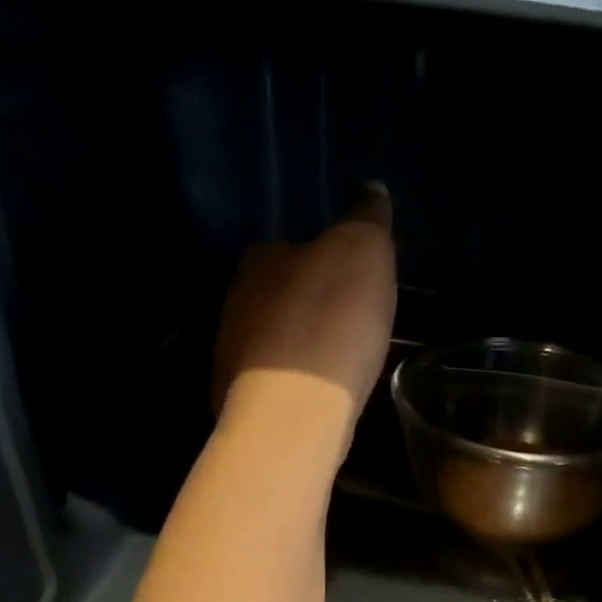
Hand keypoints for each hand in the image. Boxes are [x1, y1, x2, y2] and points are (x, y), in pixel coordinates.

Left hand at [212, 185, 397, 420]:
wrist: (295, 413)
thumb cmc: (332, 323)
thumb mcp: (364, 253)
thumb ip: (367, 218)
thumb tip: (370, 189)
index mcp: (262, 258)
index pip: (296, 248)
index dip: (329, 265)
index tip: (356, 286)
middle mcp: (237, 301)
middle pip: (282, 298)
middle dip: (313, 310)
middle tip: (352, 329)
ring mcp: (232, 356)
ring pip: (275, 344)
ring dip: (302, 351)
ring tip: (338, 369)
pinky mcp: (237, 403)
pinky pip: (275, 386)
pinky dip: (295, 389)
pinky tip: (318, 401)